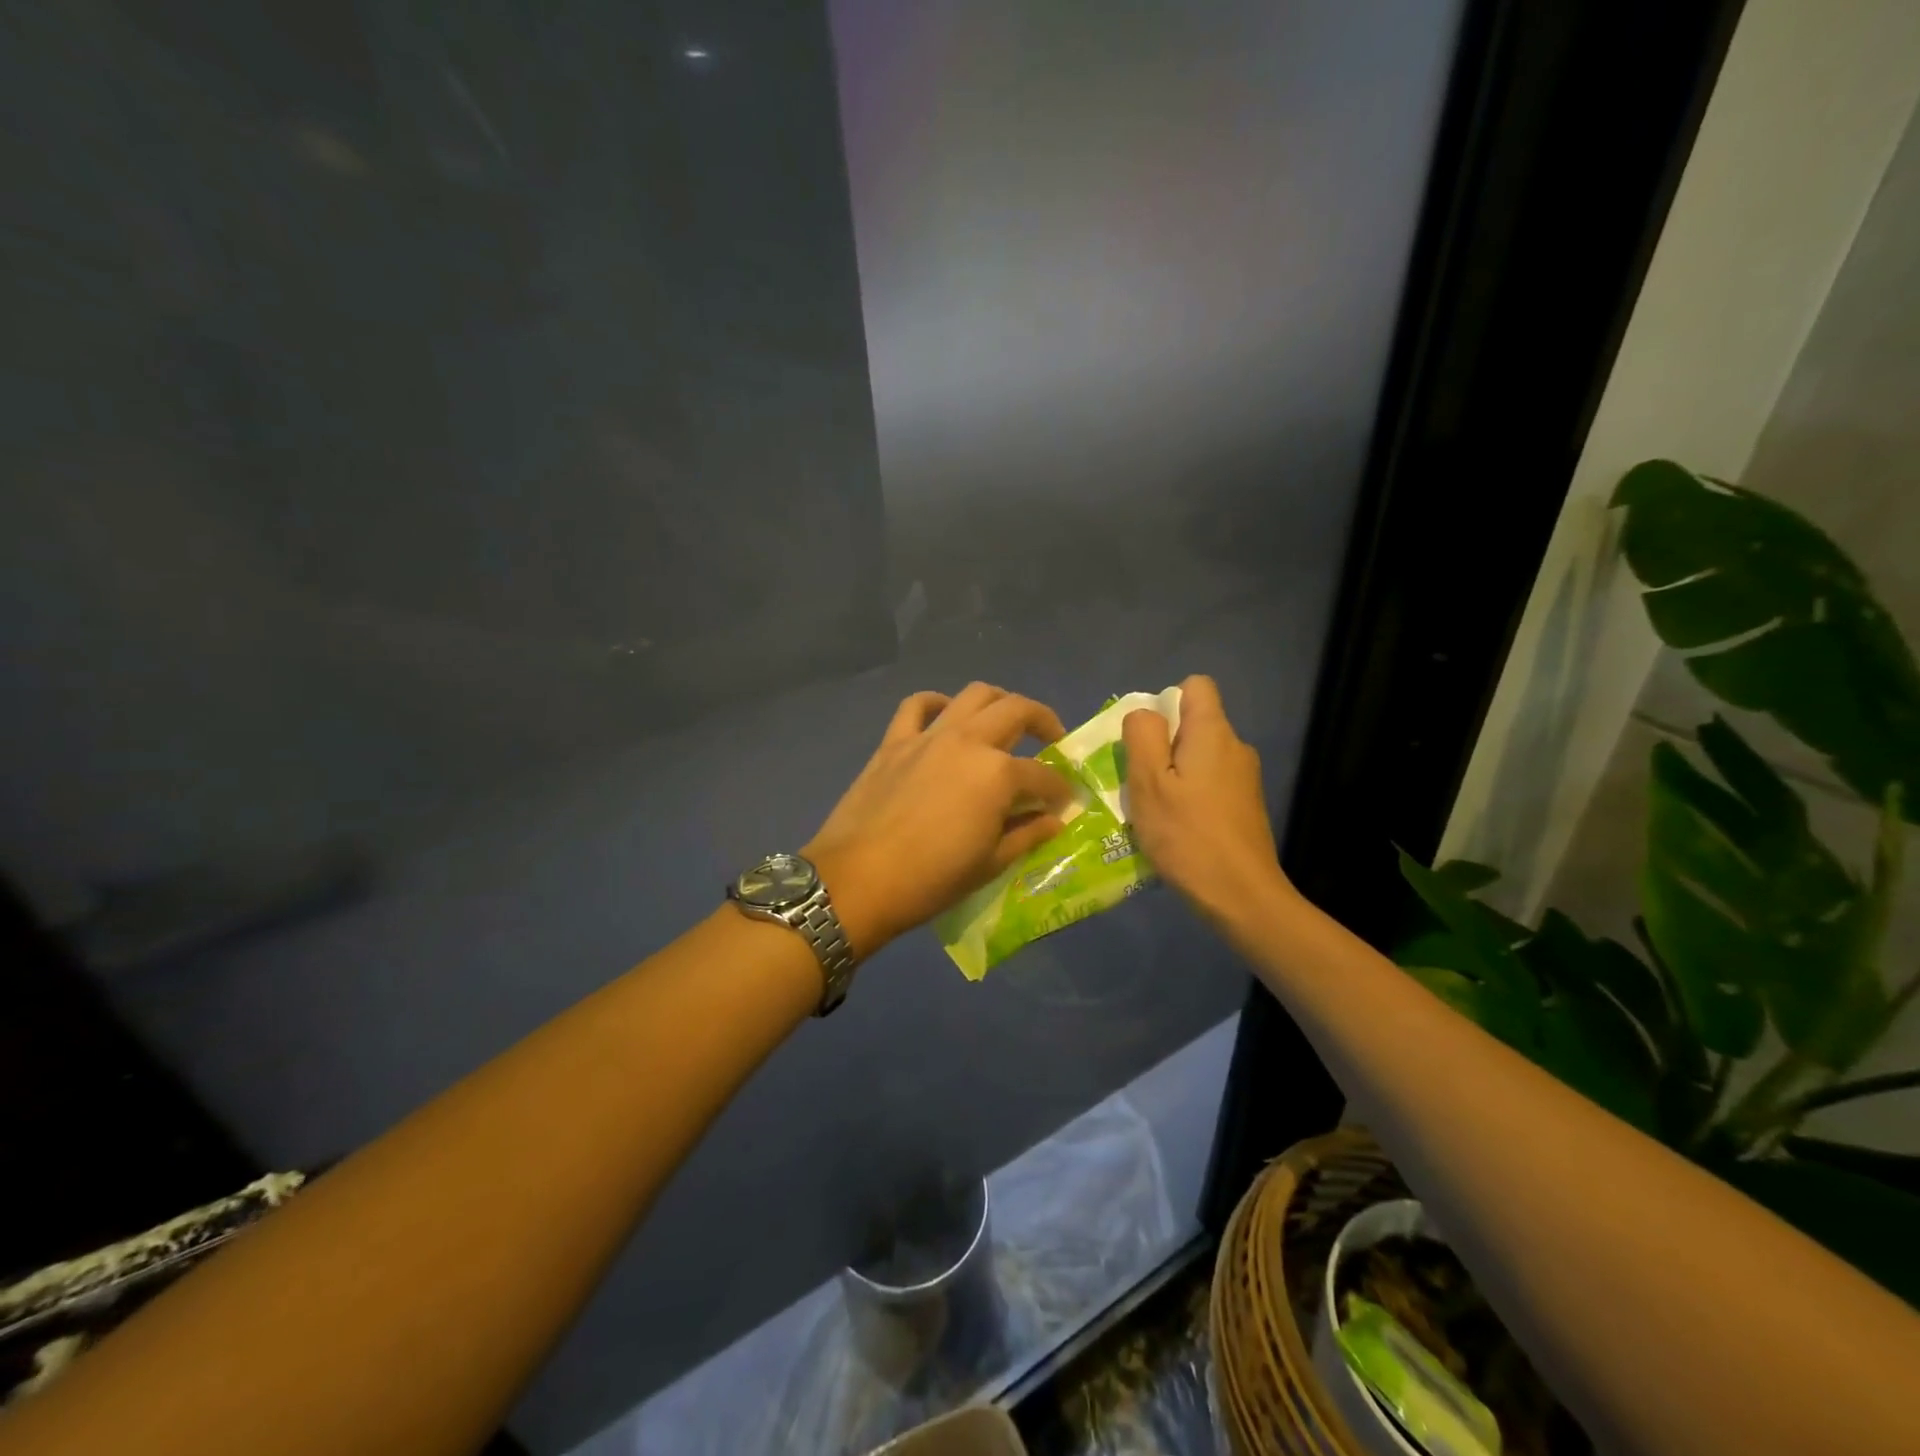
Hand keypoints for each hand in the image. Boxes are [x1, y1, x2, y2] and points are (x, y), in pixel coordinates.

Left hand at [805, 683, 1072, 956]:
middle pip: (1017, 711)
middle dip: (1045, 722)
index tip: (1064, 803)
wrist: (857, 880)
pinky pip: (917, 705)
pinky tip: (946, 715)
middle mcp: (969, 741)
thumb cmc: (931, 880)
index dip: (1060, 790)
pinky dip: (937, 703)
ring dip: (999, 702)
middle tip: (1052, 740)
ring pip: (974, 695)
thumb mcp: (990, 864)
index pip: (1043, 776)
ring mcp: (929, 736)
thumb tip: (1053, 820)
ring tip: (1005, 722)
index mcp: (998, 774)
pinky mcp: (895, 741)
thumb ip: (1027, 834)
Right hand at [1122, 674, 1291, 928]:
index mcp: (1213, 733)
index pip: (1195, 686)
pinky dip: (1189, 796)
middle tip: (1140, 782)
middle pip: (1194, 724)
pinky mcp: (1245, 807)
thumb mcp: (1148, 782)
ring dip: (1173, 774)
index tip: (1147, 740)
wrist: (1241, 896)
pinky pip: (1209, 784)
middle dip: (1163, 744)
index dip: (1165, 702)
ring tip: (1154, 810)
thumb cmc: (1187, 835)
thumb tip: (1145, 712)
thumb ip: (1143, 736)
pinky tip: (1177, 829)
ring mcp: (1245, 779)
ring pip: (1199, 758)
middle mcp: (1235, 747)